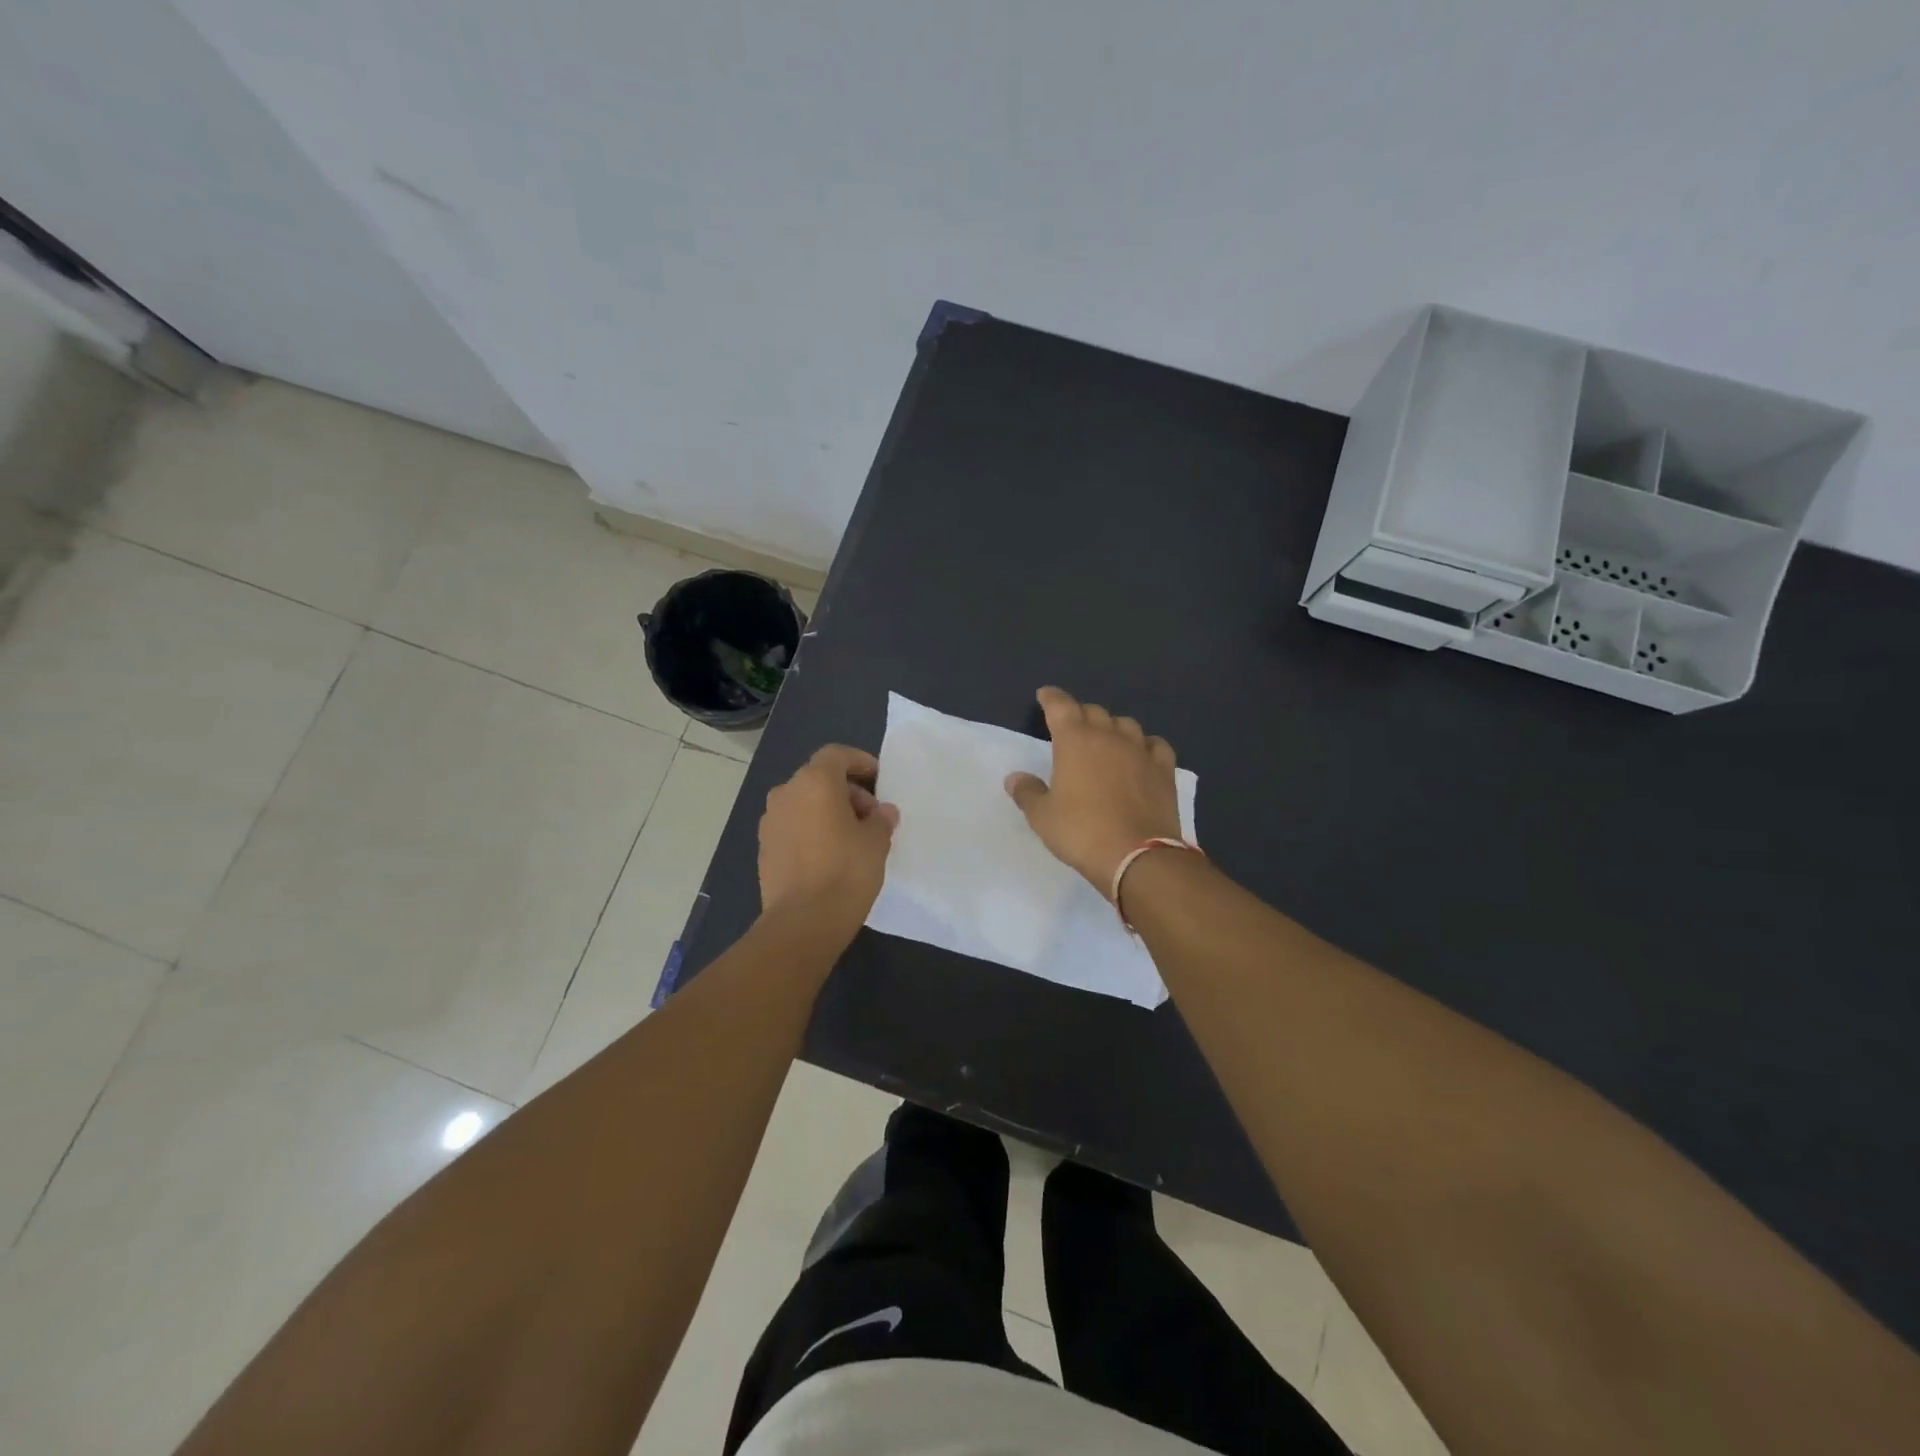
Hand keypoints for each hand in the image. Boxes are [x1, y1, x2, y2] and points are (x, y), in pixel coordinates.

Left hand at [757, 744, 898, 937]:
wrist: (803, 922)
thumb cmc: (846, 871)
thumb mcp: (876, 842)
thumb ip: (881, 819)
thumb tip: (881, 812)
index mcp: (814, 781)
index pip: (837, 755)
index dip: (860, 762)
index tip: (879, 780)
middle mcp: (786, 793)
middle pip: (819, 778)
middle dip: (847, 791)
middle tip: (870, 817)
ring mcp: (770, 821)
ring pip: (804, 803)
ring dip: (827, 811)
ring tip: (852, 838)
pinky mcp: (764, 848)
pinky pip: (793, 826)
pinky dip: (811, 830)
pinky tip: (829, 856)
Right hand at [1004, 686, 1182, 893]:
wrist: (1137, 856)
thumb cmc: (1081, 832)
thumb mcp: (1043, 817)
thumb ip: (1028, 792)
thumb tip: (1015, 778)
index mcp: (1075, 741)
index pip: (1061, 706)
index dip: (1051, 698)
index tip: (1045, 695)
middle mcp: (1109, 736)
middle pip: (1093, 712)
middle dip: (1080, 714)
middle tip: (1072, 727)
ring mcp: (1140, 751)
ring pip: (1126, 724)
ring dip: (1112, 727)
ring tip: (1106, 740)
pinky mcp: (1164, 770)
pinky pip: (1155, 745)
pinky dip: (1145, 744)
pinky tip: (1142, 754)